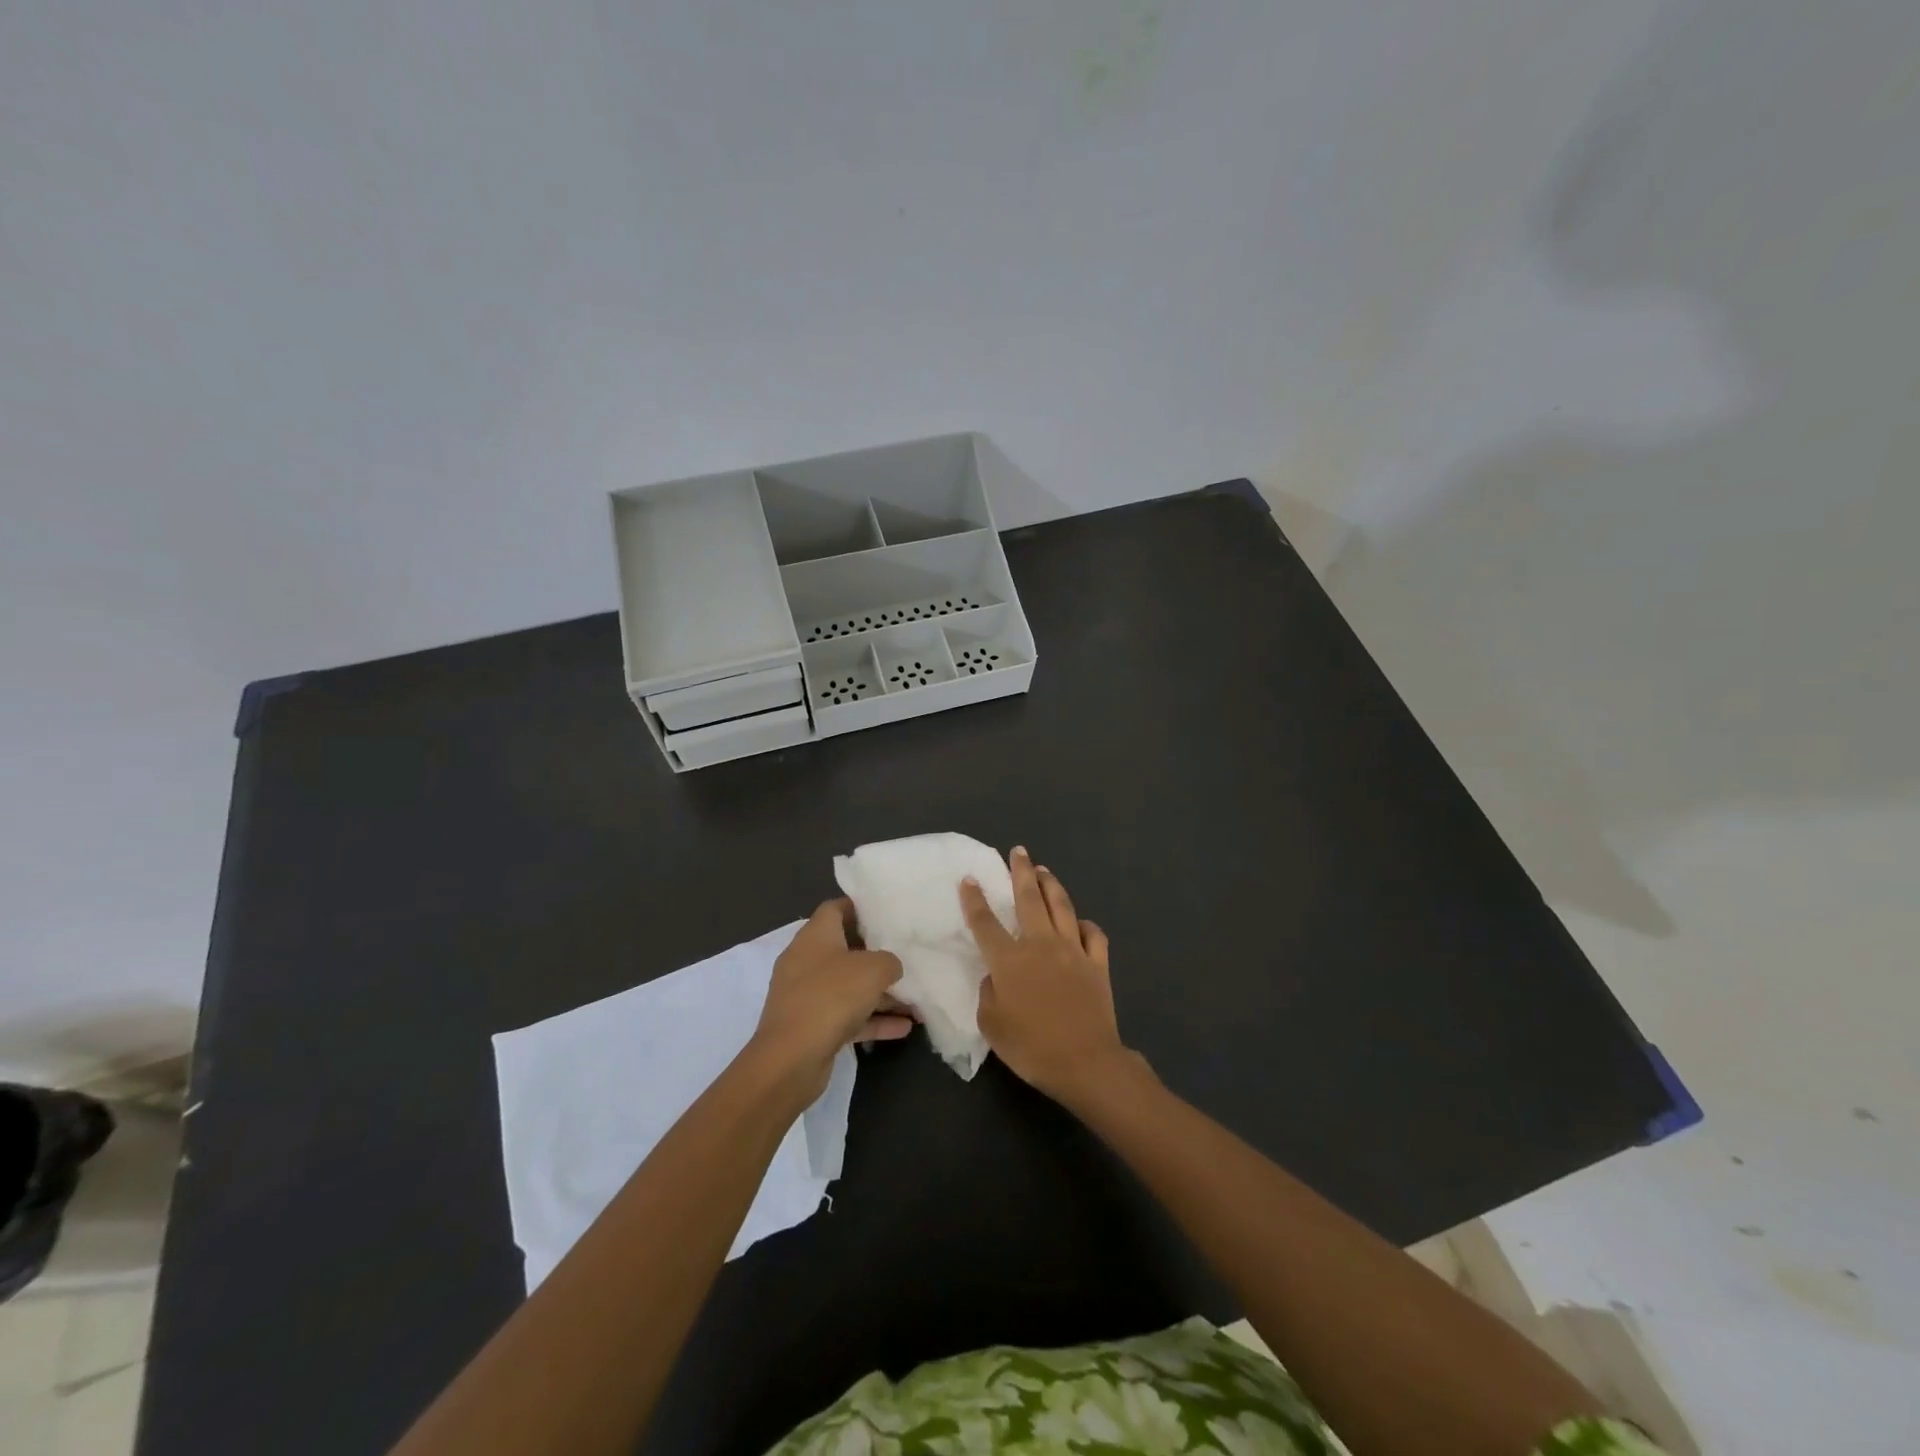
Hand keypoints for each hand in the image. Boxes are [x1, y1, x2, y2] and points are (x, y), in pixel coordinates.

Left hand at [749, 900, 909, 1100]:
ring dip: (880, 994)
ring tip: (915, 1001)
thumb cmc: (831, 997)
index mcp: (815, 936)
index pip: (836, 909)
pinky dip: (872, 1020)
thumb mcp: (873, 969)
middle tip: (907, 957)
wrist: (791, 1059)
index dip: (860, 907)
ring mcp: (807, 996)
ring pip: (849, 987)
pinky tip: (904, 1028)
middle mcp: (806, 961)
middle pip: (845, 950)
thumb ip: (889, 961)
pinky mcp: (811, 1027)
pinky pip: (847, 1017)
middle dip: (877, 956)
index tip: (887, 914)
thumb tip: (890, 967)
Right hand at [959, 847, 1134, 1104]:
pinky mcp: (1097, 963)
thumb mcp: (992, 1025)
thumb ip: (988, 993)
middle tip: (1019, 851)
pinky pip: (1092, 934)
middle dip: (1021, 872)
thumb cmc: (1031, 1047)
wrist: (1085, 1062)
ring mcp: (1072, 950)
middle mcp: (1040, 944)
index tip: (969, 878)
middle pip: (1029, 899)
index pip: (985, 922)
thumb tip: (995, 976)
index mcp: (1009, 960)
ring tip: (1043, 870)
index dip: (974, 899)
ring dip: (1050, 885)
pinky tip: (1079, 923)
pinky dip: (1084, 924)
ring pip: (1061, 906)